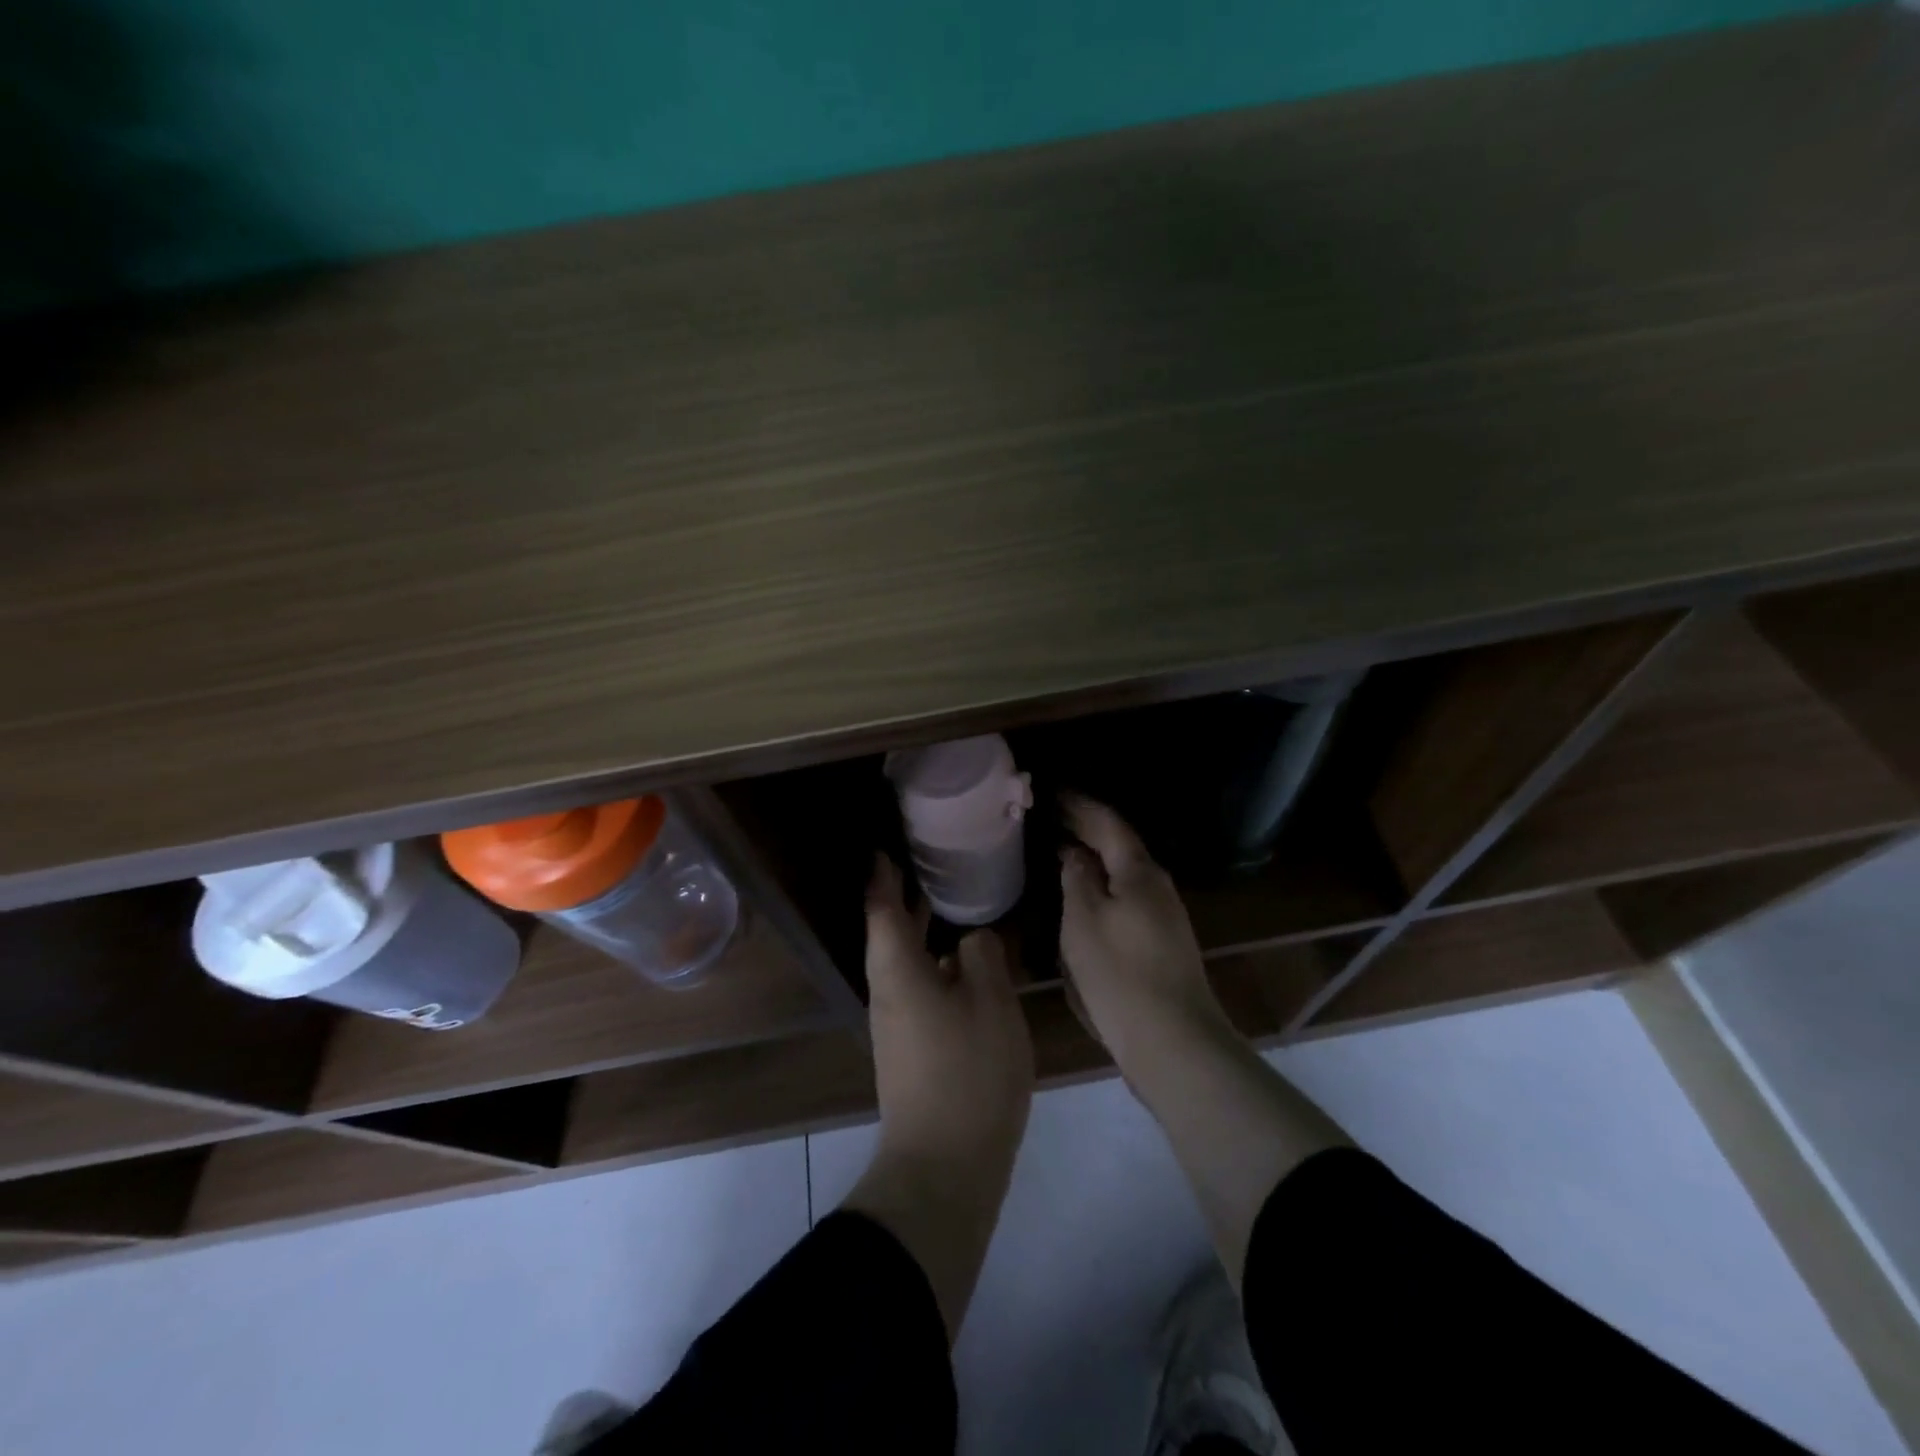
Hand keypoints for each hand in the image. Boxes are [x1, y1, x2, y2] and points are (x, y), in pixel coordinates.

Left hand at [843, 855, 1033, 1337]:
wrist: (944, 1165)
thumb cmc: (968, 1071)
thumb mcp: (990, 1001)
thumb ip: (981, 956)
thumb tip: (972, 937)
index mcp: (898, 970)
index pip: (883, 907)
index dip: (884, 874)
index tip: (888, 845)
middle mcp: (888, 990)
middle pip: (891, 931)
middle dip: (906, 897)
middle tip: (931, 861)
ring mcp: (897, 1022)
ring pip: (907, 960)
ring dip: (924, 929)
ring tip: (953, 900)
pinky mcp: (912, 1046)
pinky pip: (920, 984)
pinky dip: (936, 960)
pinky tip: (965, 961)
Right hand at [1059, 794, 1234, 1066]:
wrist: (1174, 1042)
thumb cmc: (1120, 974)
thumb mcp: (1083, 921)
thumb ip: (1076, 880)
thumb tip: (1074, 854)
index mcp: (1138, 872)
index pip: (1107, 822)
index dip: (1079, 805)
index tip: (1052, 791)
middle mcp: (1156, 886)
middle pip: (1118, 845)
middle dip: (1086, 828)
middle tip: (1050, 816)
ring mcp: (1163, 916)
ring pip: (1122, 873)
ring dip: (1093, 858)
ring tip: (1060, 851)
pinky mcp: (1160, 943)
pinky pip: (1125, 898)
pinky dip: (1101, 886)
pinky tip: (1083, 897)